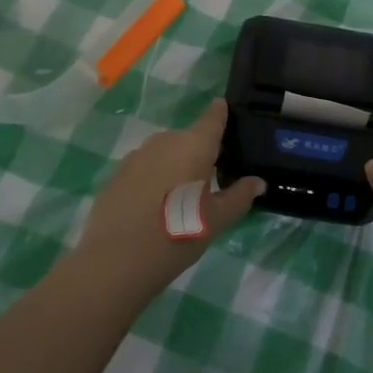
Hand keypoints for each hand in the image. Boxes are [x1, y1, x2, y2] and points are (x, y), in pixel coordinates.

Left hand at [70, 98, 264, 309]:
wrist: (115, 261)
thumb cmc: (176, 236)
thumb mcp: (215, 220)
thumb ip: (239, 197)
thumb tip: (258, 182)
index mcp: (194, 146)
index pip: (213, 118)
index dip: (221, 113)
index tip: (226, 110)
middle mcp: (165, 141)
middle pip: (189, 138)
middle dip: (199, 152)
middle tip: (210, 179)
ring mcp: (137, 155)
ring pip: (165, 153)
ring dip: (175, 165)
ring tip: (181, 196)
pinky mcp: (117, 173)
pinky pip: (145, 167)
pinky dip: (154, 178)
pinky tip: (154, 205)